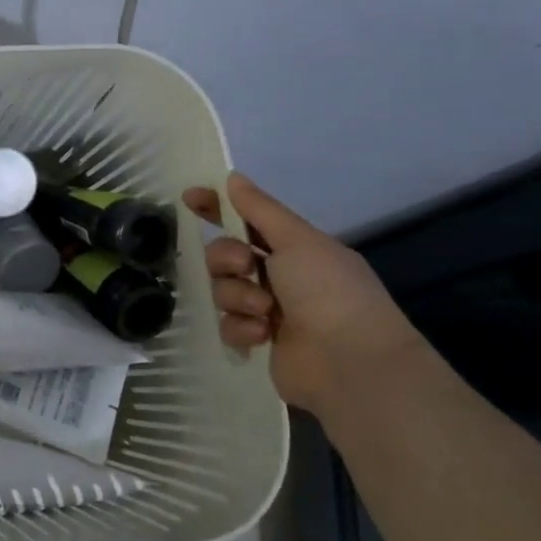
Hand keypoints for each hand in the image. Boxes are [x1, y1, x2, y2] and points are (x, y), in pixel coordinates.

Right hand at [182, 173, 422, 417]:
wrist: (350, 363)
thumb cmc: (329, 292)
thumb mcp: (297, 240)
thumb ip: (260, 209)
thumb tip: (233, 177)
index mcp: (297, 249)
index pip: (247, 220)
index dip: (218, 208)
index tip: (190, 198)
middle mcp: (282, 276)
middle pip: (226, 254)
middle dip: (227, 258)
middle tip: (244, 268)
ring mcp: (269, 310)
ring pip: (224, 289)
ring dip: (238, 296)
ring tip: (264, 311)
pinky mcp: (259, 341)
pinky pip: (228, 324)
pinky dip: (242, 327)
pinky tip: (262, 335)